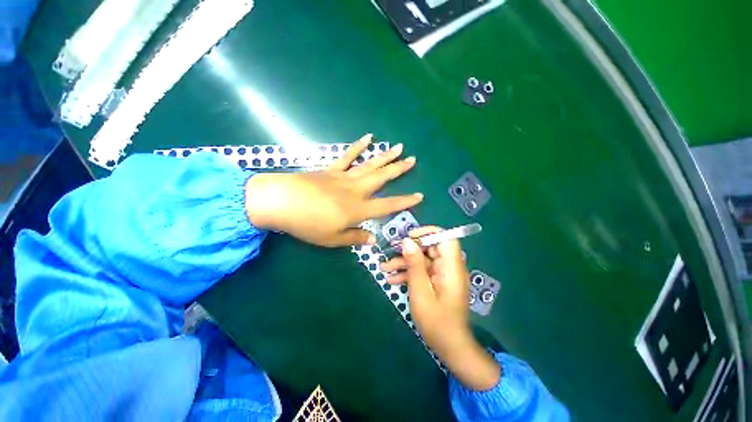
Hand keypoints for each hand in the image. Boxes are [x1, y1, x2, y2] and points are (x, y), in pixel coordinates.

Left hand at [244, 134, 422, 246]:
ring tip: (398, 147)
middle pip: (382, 178)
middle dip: (398, 169)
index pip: (388, 205)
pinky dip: (358, 147)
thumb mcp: (333, 239)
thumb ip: (355, 238)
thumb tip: (373, 238)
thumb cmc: (308, 224)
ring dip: (385, 156)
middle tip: (412, 159)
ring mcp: (343, 177)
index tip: (419, 196)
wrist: (281, 202)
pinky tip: (368, 138)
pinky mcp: (331, 170)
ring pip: (369, 165)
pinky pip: (347, 157)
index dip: (405, 202)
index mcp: (358, 209)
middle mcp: (355, 190)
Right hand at [381, 227, 499, 389]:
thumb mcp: (420, 290)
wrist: (449, 347)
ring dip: (404, 263)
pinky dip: (409, 274)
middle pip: (429, 248)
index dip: (427, 233)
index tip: (409, 237)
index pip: (445, 237)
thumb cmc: (436, 321)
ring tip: (383, 268)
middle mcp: (449, 267)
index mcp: (451, 266)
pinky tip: (392, 279)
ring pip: (422, 260)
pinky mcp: (437, 282)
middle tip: (391, 251)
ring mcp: (442, 275)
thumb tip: (407, 241)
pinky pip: (422, 272)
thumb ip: (414, 264)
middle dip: (409, 249)